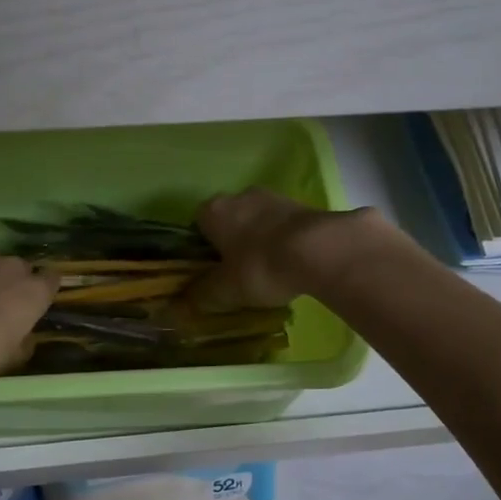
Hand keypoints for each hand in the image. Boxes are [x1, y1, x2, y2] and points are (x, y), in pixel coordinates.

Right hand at [192, 188, 382, 311]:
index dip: (203, 249)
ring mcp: (273, 196)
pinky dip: (283, 240)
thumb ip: (202, 295)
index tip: (212, 272)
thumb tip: (180, 304)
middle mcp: (239, 195)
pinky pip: (283, 225)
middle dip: (233, 243)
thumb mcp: (226, 290)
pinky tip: (291, 263)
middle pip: (229, 220)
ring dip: (260, 240)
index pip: (197, 225)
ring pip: (257, 221)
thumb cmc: (260, 267)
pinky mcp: (302, 204)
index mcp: (213, 210)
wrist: (319, 249)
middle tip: (239, 274)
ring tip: (269, 272)